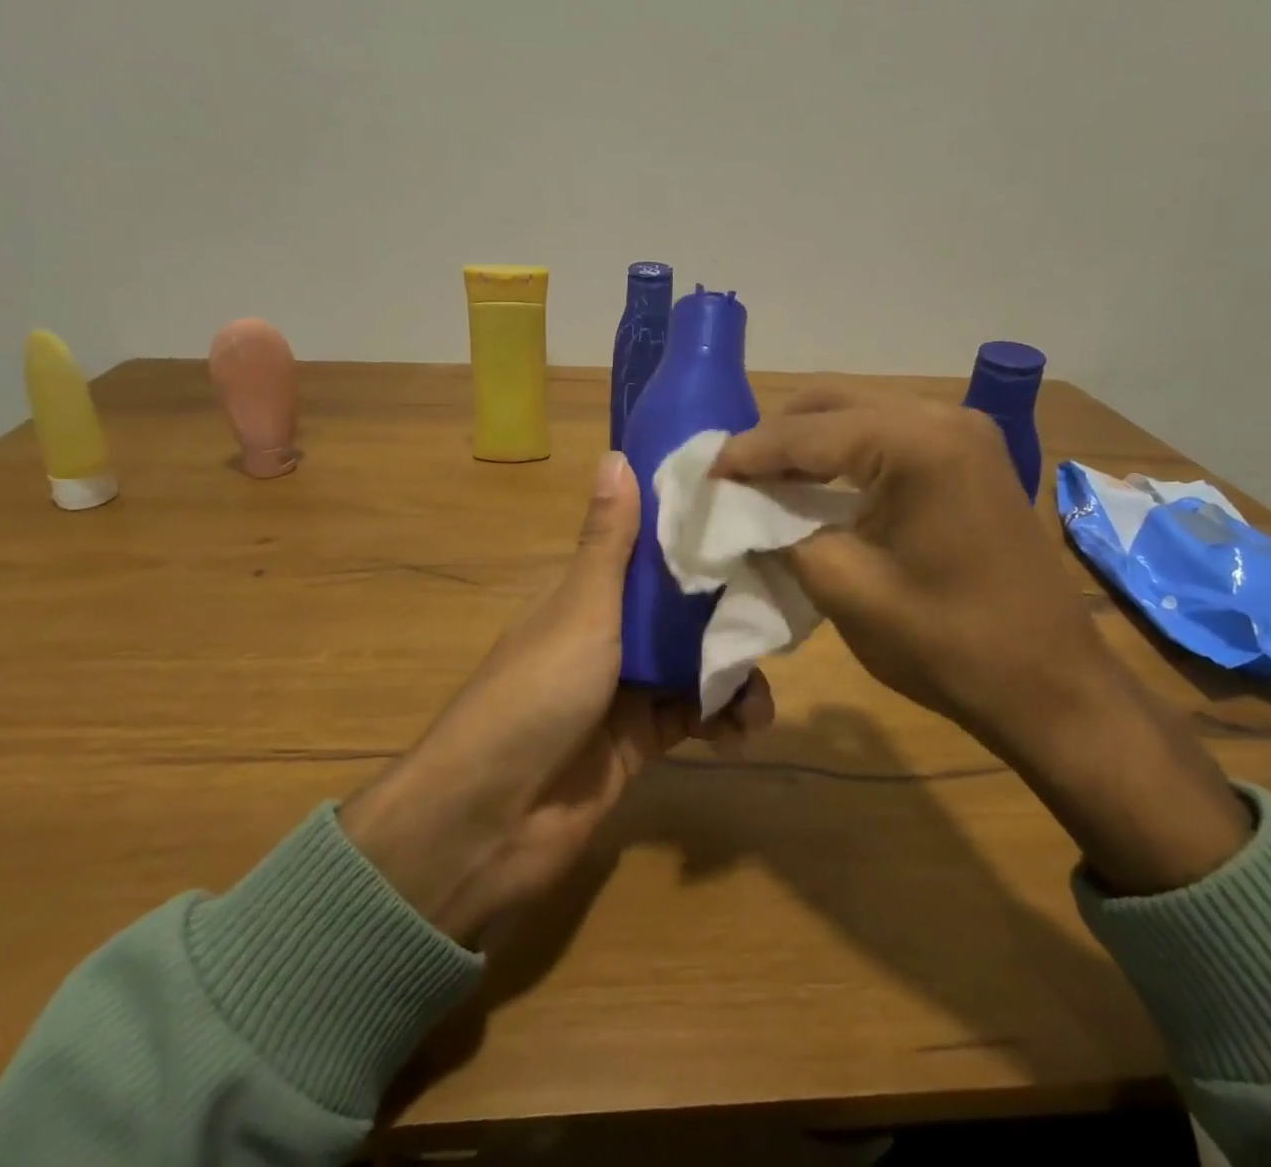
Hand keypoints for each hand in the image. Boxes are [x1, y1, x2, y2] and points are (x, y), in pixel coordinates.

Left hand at [341, 452, 774, 942]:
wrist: (491, 818)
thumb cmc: (537, 694)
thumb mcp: (581, 609)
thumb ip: (609, 541)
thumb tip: (616, 453)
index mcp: (589, 595)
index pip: (650, 553)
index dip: (696, 539)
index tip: (751, 525)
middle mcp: (608, 635)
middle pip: (681, 612)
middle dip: (729, 615)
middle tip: (779, 617)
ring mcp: (624, 691)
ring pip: (694, 666)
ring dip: (732, 677)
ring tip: (761, 700)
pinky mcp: (639, 743)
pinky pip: (692, 719)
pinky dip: (721, 722)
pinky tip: (743, 732)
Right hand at [713, 389, 1250, 893]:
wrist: (1051, 687)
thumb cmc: (947, 644)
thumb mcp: (845, 587)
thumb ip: (782, 532)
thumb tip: (742, 509)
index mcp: (916, 443)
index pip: (808, 433)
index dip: (748, 453)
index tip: (704, 474)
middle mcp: (943, 416)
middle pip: (833, 404)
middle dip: (776, 437)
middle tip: (732, 475)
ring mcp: (964, 432)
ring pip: (860, 414)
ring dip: (809, 442)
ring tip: (764, 478)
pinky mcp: (970, 456)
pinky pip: (889, 436)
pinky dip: (845, 453)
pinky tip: (817, 482)